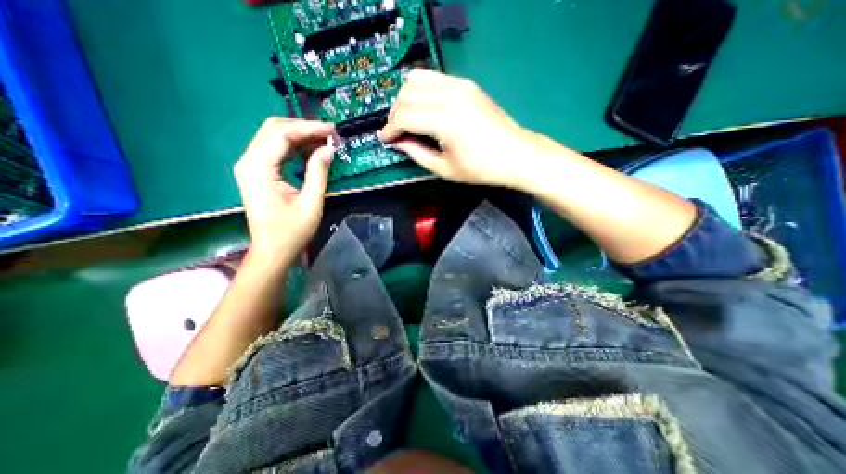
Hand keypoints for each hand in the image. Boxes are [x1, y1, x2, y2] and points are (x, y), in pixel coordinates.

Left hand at [234, 116, 337, 268]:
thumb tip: (328, 148)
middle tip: (329, 134)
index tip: (332, 130)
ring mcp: (251, 166)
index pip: (281, 134)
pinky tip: (311, 150)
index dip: (308, 128)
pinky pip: (275, 149)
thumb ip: (318, 172)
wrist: (272, 249)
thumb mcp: (311, 202)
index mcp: (258, 168)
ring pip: (274, 137)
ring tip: (324, 141)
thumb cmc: (292, 231)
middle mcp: (249, 161)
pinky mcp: (257, 172)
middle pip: (274, 129)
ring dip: (300, 136)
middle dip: (303, 128)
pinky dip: (294, 146)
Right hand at [382, 69, 541, 186]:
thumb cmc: (481, 168)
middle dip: (395, 114)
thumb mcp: (445, 169)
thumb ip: (417, 153)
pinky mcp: (466, 84)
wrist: (515, 154)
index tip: (385, 140)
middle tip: (396, 132)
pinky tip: (423, 108)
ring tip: (407, 119)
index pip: (404, 116)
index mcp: (445, 120)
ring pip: (416, 79)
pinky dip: (420, 91)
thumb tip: (399, 142)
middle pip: (406, 94)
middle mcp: (450, 95)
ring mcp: (460, 85)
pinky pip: (433, 78)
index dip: (390, 129)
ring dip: (405, 99)